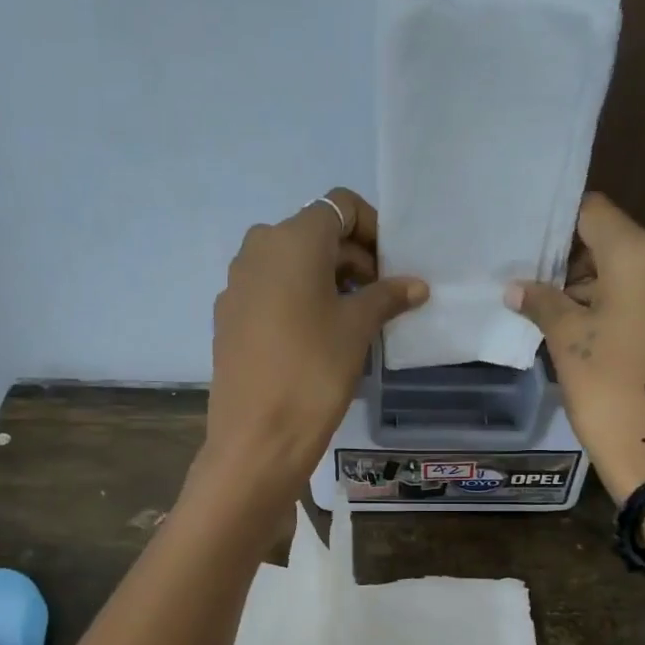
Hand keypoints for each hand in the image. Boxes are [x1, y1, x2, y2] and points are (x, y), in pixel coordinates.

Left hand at [200, 188, 426, 504]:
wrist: (257, 437)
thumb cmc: (314, 371)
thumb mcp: (357, 329)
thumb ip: (387, 297)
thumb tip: (415, 286)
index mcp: (291, 239)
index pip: (340, 206)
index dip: (373, 229)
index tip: (393, 267)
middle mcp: (257, 249)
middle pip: (315, 234)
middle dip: (354, 258)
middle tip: (383, 298)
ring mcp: (237, 284)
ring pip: (292, 264)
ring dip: (328, 280)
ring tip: (355, 320)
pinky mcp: (229, 317)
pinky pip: (272, 291)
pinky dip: (300, 300)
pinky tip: (318, 338)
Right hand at [507, 194, 644, 503]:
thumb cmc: (607, 388)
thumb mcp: (567, 342)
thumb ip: (543, 303)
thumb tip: (517, 288)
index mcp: (642, 257)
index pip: (596, 213)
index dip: (562, 226)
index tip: (534, 249)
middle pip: (618, 244)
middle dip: (578, 265)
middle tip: (541, 292)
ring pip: (637, 276)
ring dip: (601, 290)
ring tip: (564, 323)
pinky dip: (625, 310)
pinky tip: (598, 340)